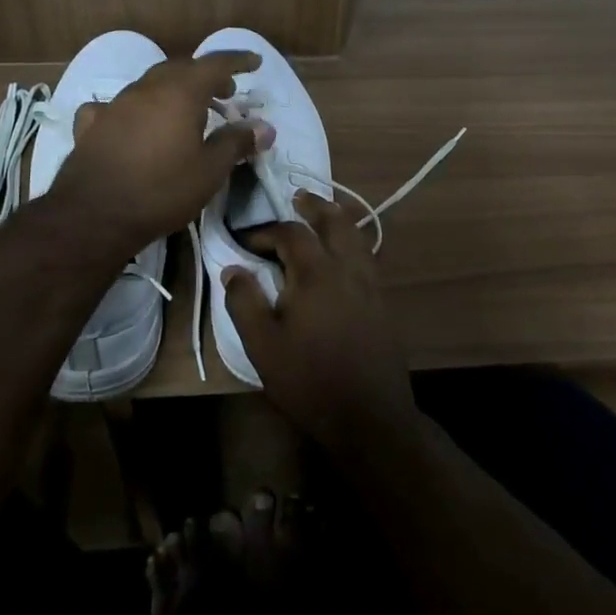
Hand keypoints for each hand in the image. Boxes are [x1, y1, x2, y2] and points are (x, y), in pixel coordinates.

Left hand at [52, 51, 273, 252]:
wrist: (95, 214)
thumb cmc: (163, 190)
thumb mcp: (210, 171)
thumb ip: (237, 143)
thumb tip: (264, 127)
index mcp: (180, 93)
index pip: (215, 64)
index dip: (237, 60)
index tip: (255, 62)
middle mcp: (147, 89)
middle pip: (181, 69)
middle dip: (206, 76)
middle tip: (225, 93)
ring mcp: (116, 104)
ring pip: (149, 84)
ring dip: (172, 90)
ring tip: (186, 111)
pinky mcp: (92, 124)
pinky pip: (116, 106)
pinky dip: (132, 109)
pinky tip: (130, 122)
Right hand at [223, 191, 416, 455]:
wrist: (369, 416)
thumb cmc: (309, 380)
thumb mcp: (263, 345)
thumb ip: (245, 302)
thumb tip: (233, 269)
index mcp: (317, 273)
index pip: (291, 234)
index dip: (265, 231)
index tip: (245, 241)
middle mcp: (348, 269)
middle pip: (335, 221)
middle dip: (315, 206)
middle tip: (298, 198)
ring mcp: (371, 284)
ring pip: (357, 237)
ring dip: (337, 220)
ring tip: (322, 216)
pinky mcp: (382, 302)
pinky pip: (367, 257)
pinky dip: (353, 242)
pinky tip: (343, 257)